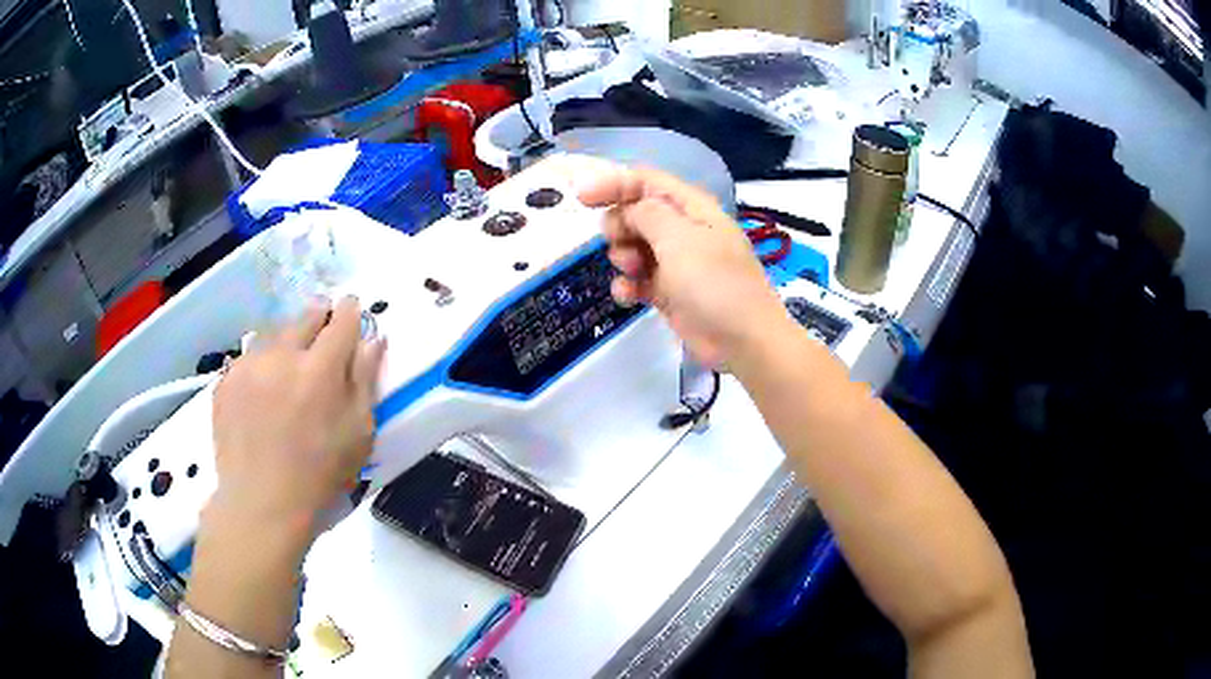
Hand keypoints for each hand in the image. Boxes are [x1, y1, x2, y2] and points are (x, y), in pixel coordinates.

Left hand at [209, 297, 385, 542]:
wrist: (261, 504)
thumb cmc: (320, 475)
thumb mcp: (358, 434)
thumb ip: (365, 380)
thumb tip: (372, 339)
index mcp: (320, 369)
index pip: (341, 320)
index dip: (349, 311)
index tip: (351, 310)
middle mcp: (282, 356)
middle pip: (305, 317)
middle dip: (318, 316)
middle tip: (322, 330)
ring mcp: (248, 366)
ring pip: (273, 334)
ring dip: (287, 339)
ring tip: (290, 363)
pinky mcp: (226, 381)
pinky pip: (248, 357)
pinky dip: (261, 362)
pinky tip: (263, 388)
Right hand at [578, 166, 789, 367]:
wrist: (742, 340)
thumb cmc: (714, 283)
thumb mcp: (679, 238)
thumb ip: (646, 213)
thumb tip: (627, 209)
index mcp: (691, 207)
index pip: (646, 181)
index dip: (613, 183)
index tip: (581, 199)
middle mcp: (682, 229)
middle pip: (634, 212)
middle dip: (618, 225)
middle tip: (619, 242)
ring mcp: (675, 262)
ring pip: (631, 246)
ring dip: (622, 257)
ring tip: (633, 272)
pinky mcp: (668, 292)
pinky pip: (637, 279)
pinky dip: (628, 285)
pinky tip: (630, 297)